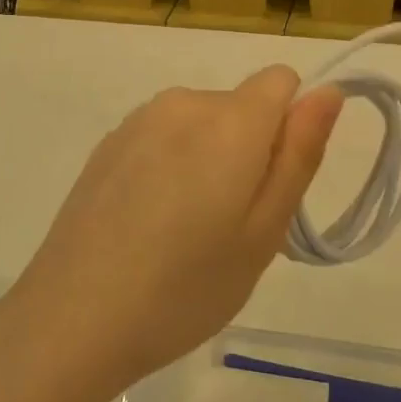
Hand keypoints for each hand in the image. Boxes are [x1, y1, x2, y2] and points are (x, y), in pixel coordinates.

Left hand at [0, 68, 343, 396]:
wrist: (72, 320)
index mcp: (229, 120)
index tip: (272, 184)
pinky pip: (163, 138)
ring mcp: (137, 122)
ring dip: (209, 160)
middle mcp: (183, 103)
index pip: (281, 81)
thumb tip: (328, 91)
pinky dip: (171, 167)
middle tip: (231, 227)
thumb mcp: (264, 232)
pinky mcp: (107, 145)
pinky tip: (146, 225)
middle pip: (241, 106)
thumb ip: (299, 153)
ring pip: (201, 124)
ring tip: (186, 232)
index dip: (290, 127)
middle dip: (250, 151)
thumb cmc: (186, 287)